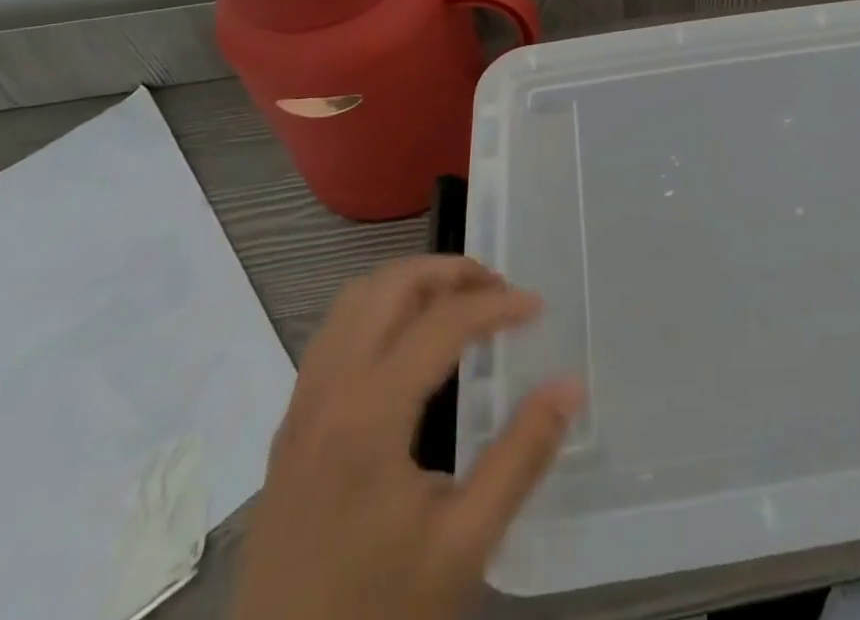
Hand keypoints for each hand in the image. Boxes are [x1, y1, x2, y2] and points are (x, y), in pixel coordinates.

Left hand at [230, 256, 582, 619]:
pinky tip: (409, 349)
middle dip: (449, 273)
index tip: (537, 307)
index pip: (441, 322)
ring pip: (354, 302)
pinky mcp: (289, 428)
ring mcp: (300, 408)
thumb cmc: (377, 615)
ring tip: (459, 307)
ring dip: (410, 286)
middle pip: (388, 287)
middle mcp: (328, 392)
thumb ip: (521, 456)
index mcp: (369, 414)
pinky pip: (334, 334)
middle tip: (497, 291)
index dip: (496, 305)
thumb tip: (570, 385)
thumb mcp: (464, 545)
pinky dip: (379, 312)